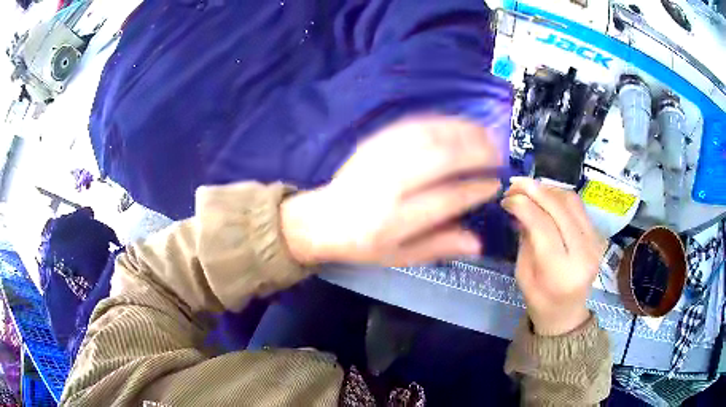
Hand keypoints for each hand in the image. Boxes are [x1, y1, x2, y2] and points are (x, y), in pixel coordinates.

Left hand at [281, 116, 501, 265]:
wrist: (324, 219)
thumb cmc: (365, 243)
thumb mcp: (400, 256)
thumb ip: (438, 246)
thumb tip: (477, 243)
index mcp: (395, 220)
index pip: (446, 199)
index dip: (475, 189)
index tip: (495, 184)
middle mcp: (387, 185)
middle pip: (439, 160)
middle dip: (475, 153)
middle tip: (497, 154)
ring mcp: (378, 159)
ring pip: (427, 136)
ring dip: (462, 132)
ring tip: (486, 135)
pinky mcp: (373, 142)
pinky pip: (411, 125)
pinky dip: (440, 123)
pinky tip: (457, 126)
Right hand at [502, 178, 605, 335]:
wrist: (567, 311)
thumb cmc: (540, 300)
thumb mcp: (523, 274)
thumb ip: (525, 239)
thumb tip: (520, 206)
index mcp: (561, 271)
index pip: (543, 226)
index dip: (523, 206)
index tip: (506, 199)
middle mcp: (583, 253)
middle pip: (560, 208)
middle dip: (535, 190)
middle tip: (515, 184)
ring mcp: (594, 242)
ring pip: (571, 201)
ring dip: (548, 190)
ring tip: (529, 189)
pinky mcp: (597, 235)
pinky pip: (578, 206)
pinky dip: (559, 196)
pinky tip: (545, 196)